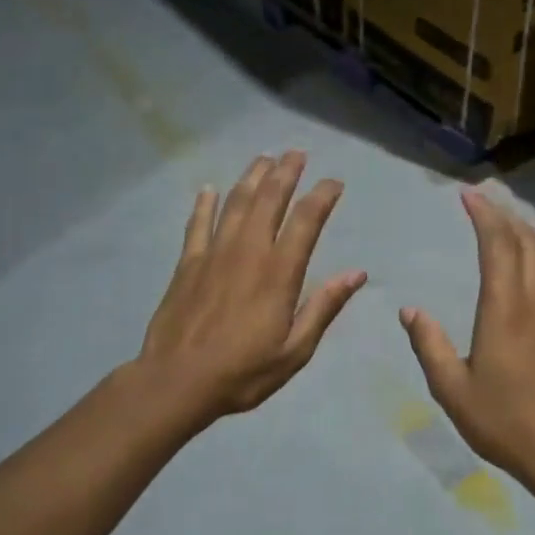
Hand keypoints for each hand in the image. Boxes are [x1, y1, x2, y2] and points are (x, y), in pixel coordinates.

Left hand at [138, 152, 365, 422]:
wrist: (177, 381)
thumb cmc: (243, 372)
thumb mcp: (295, 350)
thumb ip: (324, 307)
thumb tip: (357, 273)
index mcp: (279, 272)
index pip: (306, 220)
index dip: (322, 196)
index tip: (335, 182)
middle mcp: (248, 251)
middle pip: (269, 199)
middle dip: (286, 172)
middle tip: (297, 153)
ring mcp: (213, 254)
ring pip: (235, 202)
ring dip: (252, 177)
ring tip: (264, 158)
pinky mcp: (187, 264)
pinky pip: (197, 224)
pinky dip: (204, 204)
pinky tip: (208, 188)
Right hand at [400, 188, 534, 494]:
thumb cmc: (503, 421)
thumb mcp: (452, 389)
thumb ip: (429, 345)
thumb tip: (411, 311)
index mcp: (505, 309)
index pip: (498, 245)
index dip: (484, 215)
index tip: (468, 195)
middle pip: (528, 242)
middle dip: (505, 216)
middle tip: (483, 204)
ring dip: (527, 236)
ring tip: (506, 231)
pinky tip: (529, 275)